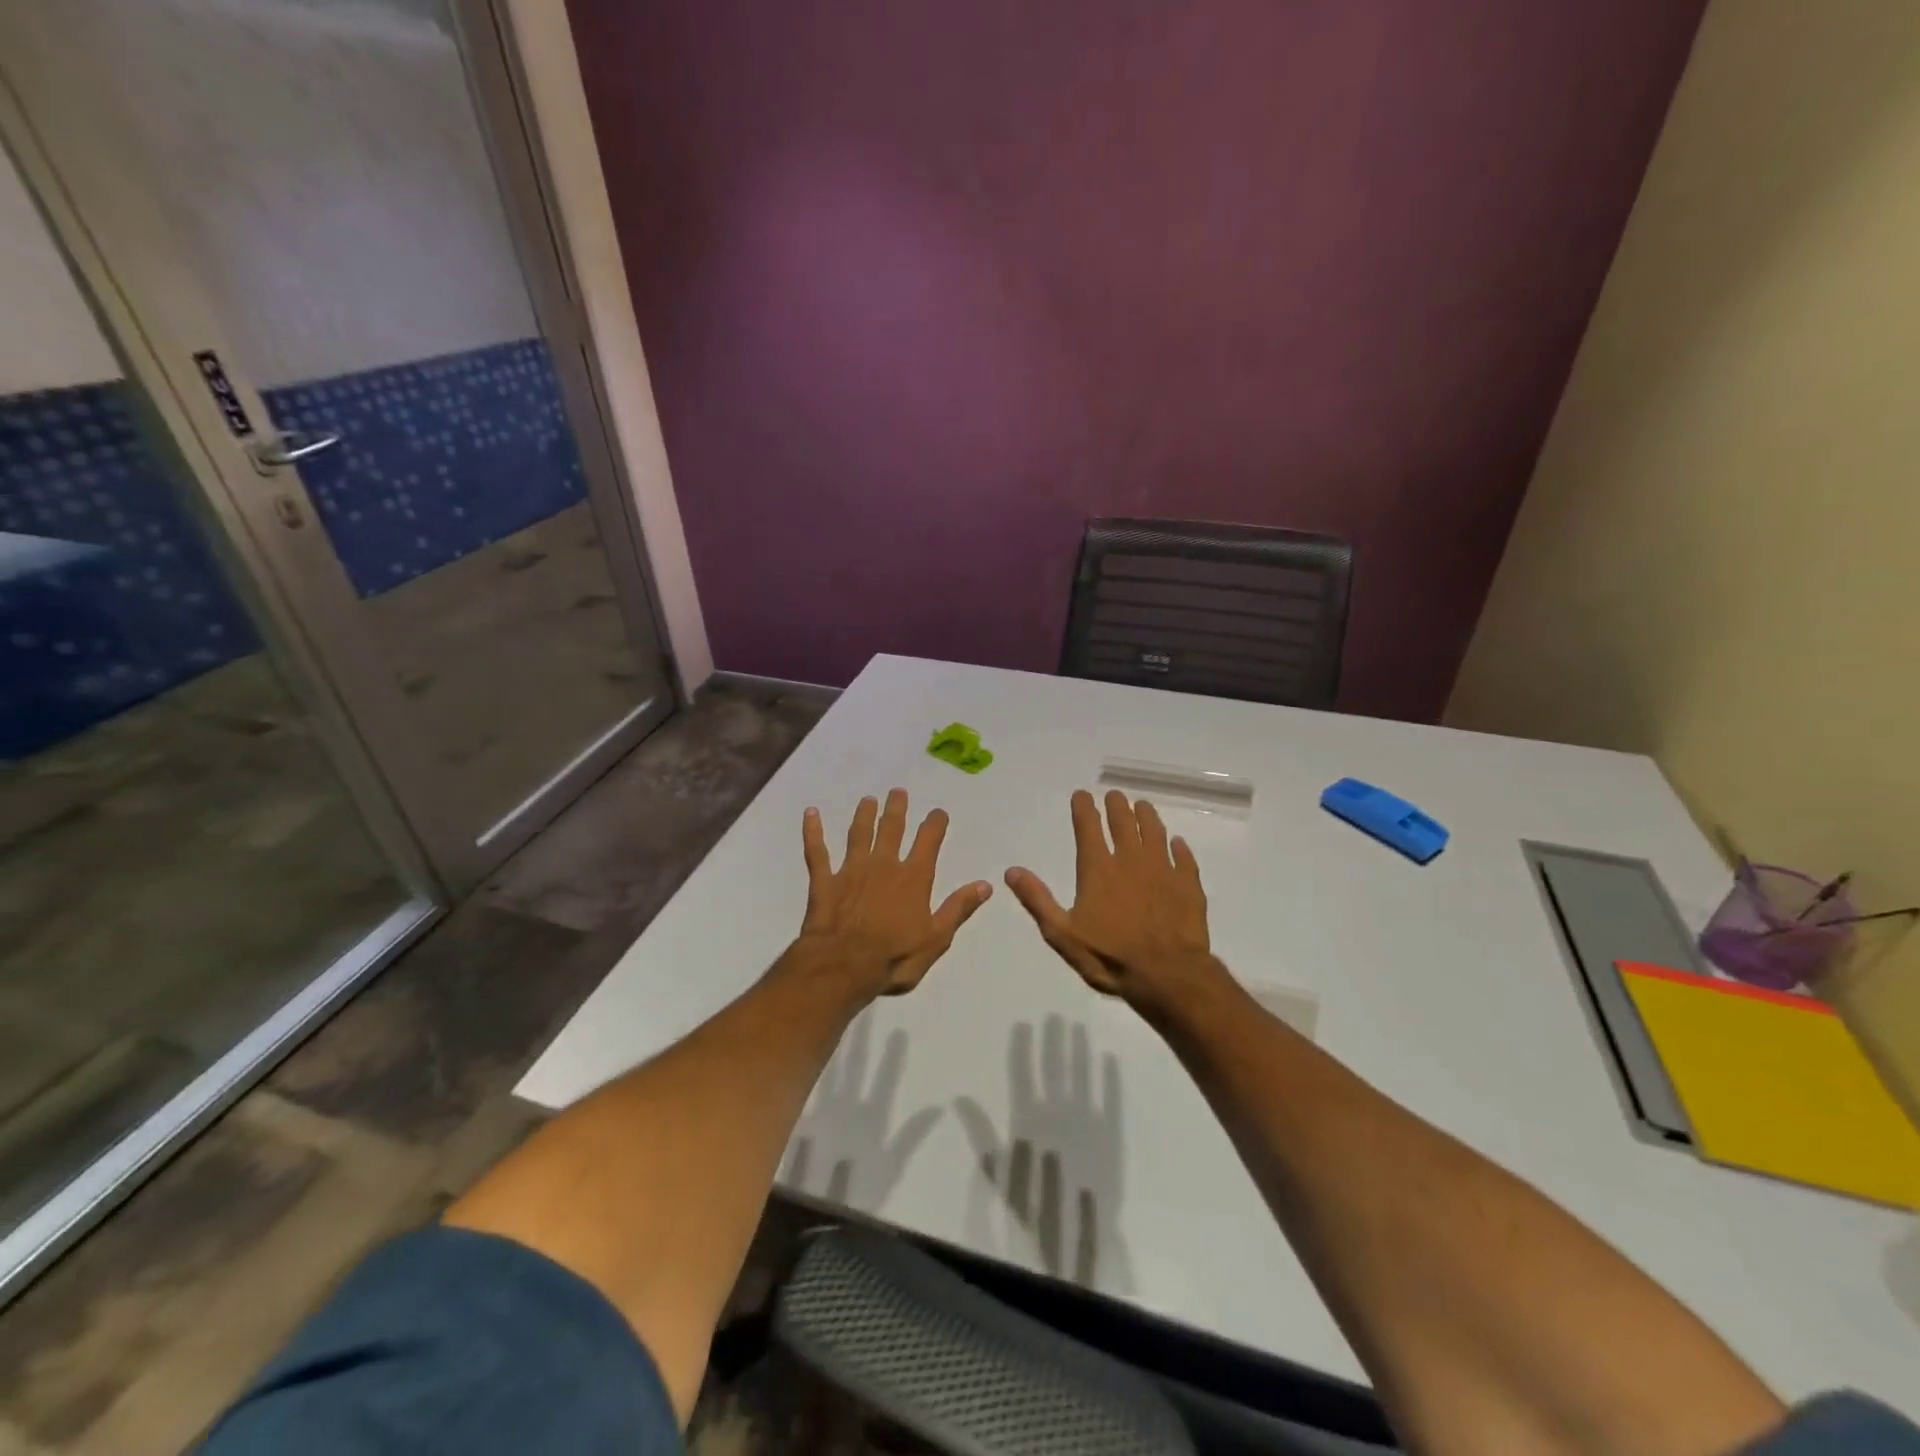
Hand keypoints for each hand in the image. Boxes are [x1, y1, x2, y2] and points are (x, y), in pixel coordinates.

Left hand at [796, 789, 992, 997]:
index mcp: (913, 879)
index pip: (928, 842)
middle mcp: (884, 865)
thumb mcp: (936, 939)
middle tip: (898, 792)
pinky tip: (811, 814)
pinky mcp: (824, 881)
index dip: (934, 825)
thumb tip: (985, 885)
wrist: (843, 966)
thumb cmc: (895, 957)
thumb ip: (958, 908)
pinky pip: (817, 851)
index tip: (937, 812)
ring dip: (864, 815)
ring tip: (868, 800)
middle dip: (896, 809)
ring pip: (858, 834)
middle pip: (891, 829)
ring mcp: (851, 870)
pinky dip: (813, 832)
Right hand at [1005, 789, 1217, 1014]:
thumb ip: (1037, 900)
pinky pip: (1184, 858)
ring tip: (1142, 806)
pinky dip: (1179, 848)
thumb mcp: (1062, 934)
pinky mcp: (1188, 885)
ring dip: (1147, 816)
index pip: (1088, 827)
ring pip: (1155, 832)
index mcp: (1098, 869)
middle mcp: (1130, 860)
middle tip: (1114, 796)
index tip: (1082, 794)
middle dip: (1117, 806)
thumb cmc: (1109, 956)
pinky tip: (1178, 844)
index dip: (1084, 808)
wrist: (1168, 975)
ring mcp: (1163, 870)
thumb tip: (1011, 871)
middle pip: (1124, 822)